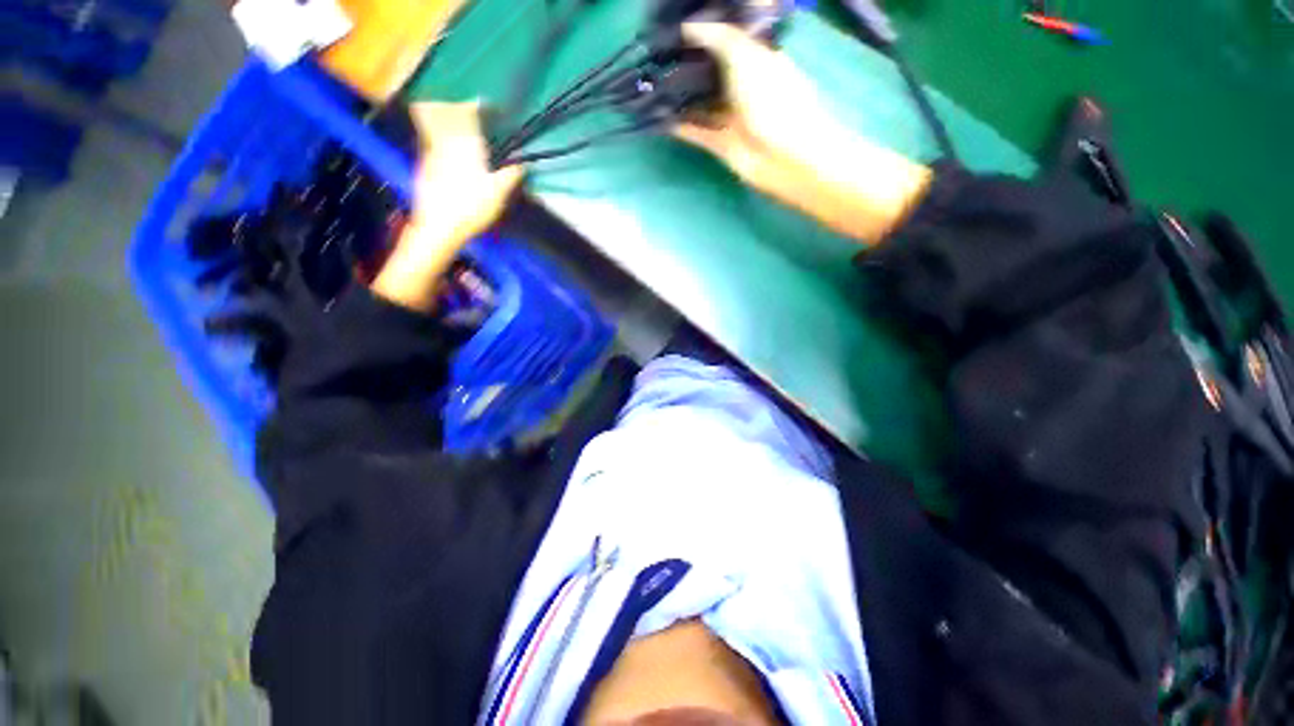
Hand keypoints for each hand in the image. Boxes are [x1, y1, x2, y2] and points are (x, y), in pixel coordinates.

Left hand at [372, 102, 523, 310]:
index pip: (466, 114)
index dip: (475, 105)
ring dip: (445, 121)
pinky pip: (431, 144)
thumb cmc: (470, 209)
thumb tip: (521, 165)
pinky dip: (439, 139)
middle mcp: (443, 145)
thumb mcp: (497, 194)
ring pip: (434, 128)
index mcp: (464, 147)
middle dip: (455, 108)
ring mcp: (429, 156)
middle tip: (468, 111)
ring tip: (458, 129)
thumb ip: (510, 176)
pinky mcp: (423, 169)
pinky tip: (448, 153)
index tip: (485, 104)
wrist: (438, 228)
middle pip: (444, 114)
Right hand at [672, 22, 838, 189]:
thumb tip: (687, 26)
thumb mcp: (747, 56)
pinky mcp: (721, 144)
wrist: (783, 157)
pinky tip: (658, 118)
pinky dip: (679, 127)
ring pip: (701, 103)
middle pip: (711, 72)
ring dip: (680, 97)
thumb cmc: (772, 99)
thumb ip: (718, 38)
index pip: (727, 41)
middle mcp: (743, 87)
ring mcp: (732, 117)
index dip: (704, 33)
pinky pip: (696, 132)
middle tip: (656, 55)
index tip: (676, 28)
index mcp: (756, 59)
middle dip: (687, 65)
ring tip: (651, 85)